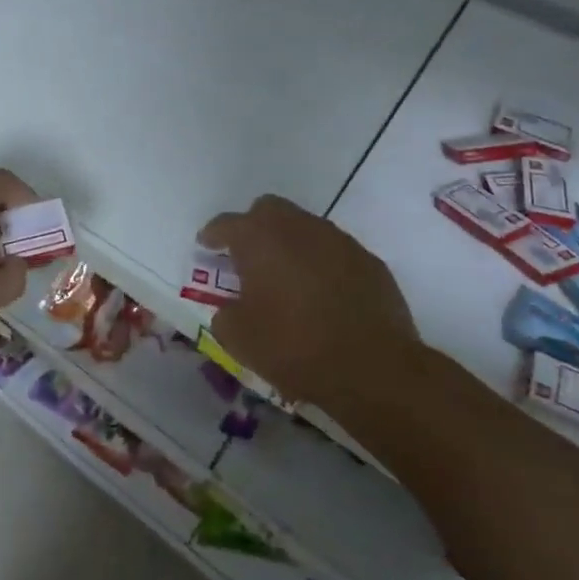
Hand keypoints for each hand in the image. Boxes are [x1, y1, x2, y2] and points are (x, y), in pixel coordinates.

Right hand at [201, 195, 419, 408]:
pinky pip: (335, 252)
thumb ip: (225, 314)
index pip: (226, 224)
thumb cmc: (293, 347)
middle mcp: (297, 227)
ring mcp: (338, 240)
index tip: (206, 246)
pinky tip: (323, 294)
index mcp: (258, 238)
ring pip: (305, 227)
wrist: (372, 369)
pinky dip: (322, 264)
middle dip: (254, 227)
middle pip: (268, 210)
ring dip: (291, 244)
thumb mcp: (239, 338)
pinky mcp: (369, 261)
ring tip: (287, 278)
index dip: (212, 235)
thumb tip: (231, 309)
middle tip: (248, 257)